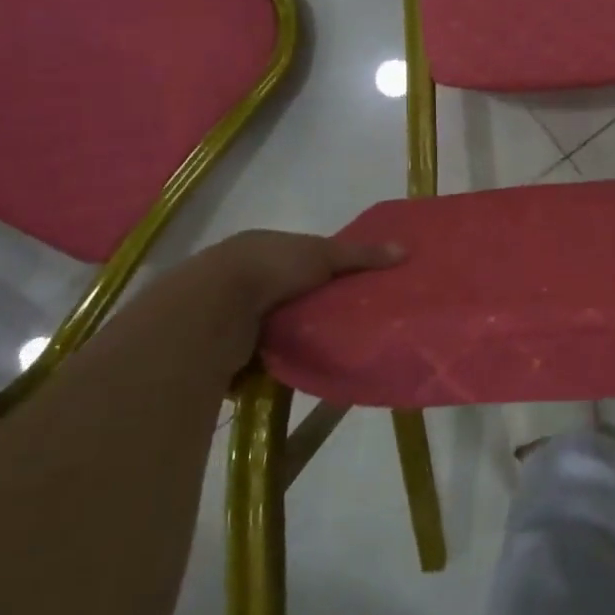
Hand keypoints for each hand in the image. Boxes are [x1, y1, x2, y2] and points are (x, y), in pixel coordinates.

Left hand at [168, 230, 403, 373]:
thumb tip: (405, 250)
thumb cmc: (268, 269)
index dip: (325, 268)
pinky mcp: (218, 345)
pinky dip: (270, 360)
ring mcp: (224, 310)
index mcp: (261, 246)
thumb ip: (360, 256)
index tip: (351, 286)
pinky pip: (254, 353)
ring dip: (288, 334)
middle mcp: (240, 274)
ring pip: (268, 323)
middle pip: (285, 290)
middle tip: (343, 320)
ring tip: (323, 348)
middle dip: (308, 304)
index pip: (299, 255)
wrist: (209, 310)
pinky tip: (293, 368)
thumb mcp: (322, 255)